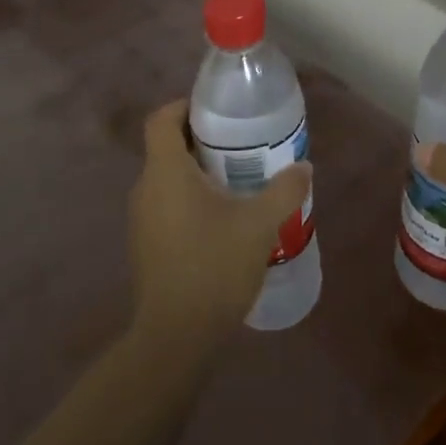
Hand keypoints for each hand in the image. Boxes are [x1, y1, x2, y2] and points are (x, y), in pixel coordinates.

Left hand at [129, 100, 310, 343]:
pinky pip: (166, 206)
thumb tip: (304, 167)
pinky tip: (223, 223)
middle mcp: (146, 188)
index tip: (217, 112)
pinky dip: (190, 201)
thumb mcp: (259, 224)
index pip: (161, 119)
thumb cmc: (214, 267)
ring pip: (168, 179)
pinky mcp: (146, 245)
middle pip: (167, 147)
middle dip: (202, 141)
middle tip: (241, 147)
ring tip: (238, 184)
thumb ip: (284, 190)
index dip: (185, 106)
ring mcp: (141, 220)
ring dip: (198, 174)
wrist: (176, 338)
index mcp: (166, 172)